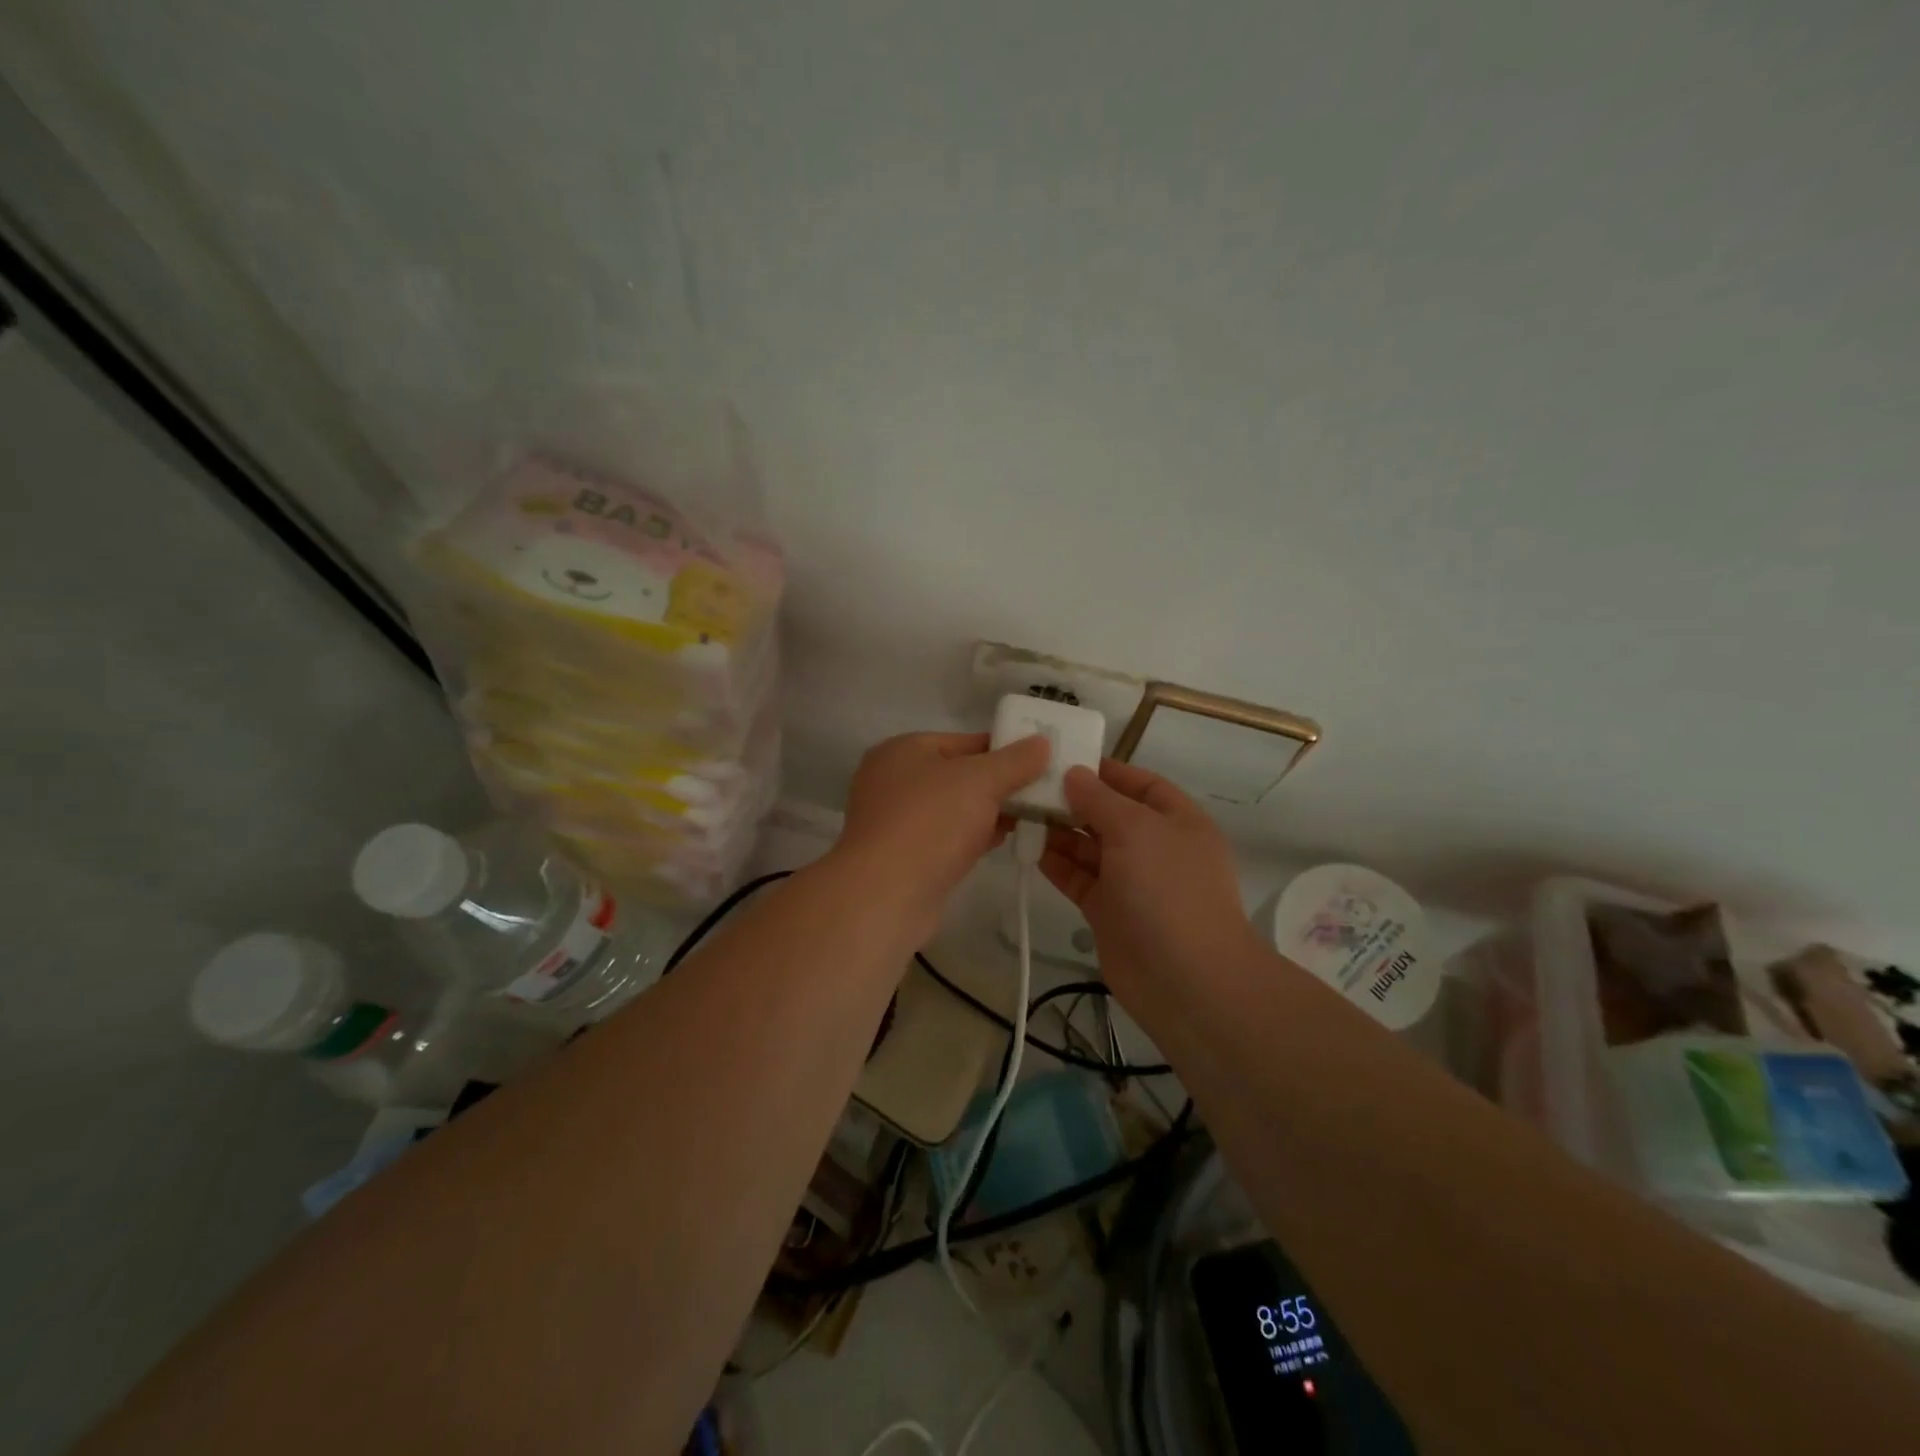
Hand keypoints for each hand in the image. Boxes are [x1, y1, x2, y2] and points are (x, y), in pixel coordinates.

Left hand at [831, 731, 1050, 940]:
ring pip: (954, 808)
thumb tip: (1041, 742)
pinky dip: (972, 837)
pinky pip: (946, 837)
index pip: (966, 740)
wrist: (886, 895)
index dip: (1005, 750)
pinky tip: (1001, 842)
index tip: (1041, 763)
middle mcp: (893, 779)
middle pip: (960, 774)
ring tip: (1029, 818)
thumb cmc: (931, 822)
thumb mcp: (981, 780)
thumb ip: (1015, 760)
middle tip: (1040, 794)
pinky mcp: (903, 855)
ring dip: (988, 813)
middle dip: (999, 785)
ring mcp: (895, 820)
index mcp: (903, 749)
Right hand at [1040, 760, 1262, 999]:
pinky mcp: (1110, 911)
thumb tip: (1075, 774)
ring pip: (1091, 848)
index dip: (1106, 771)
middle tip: (1030, 788)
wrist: (1186, 978)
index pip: (1141, 784)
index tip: (1063, 761)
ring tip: (1022, 814)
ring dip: (1060, 832)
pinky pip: (1080, 879)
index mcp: (1178, 821)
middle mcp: (1156, 847)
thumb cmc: (1167, 889)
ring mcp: (1133, 882)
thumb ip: (1100, 799)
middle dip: (1075, 802)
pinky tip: (1030, 849)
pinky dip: (1057, 865)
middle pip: (1111, 815)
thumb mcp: (1136, 830)